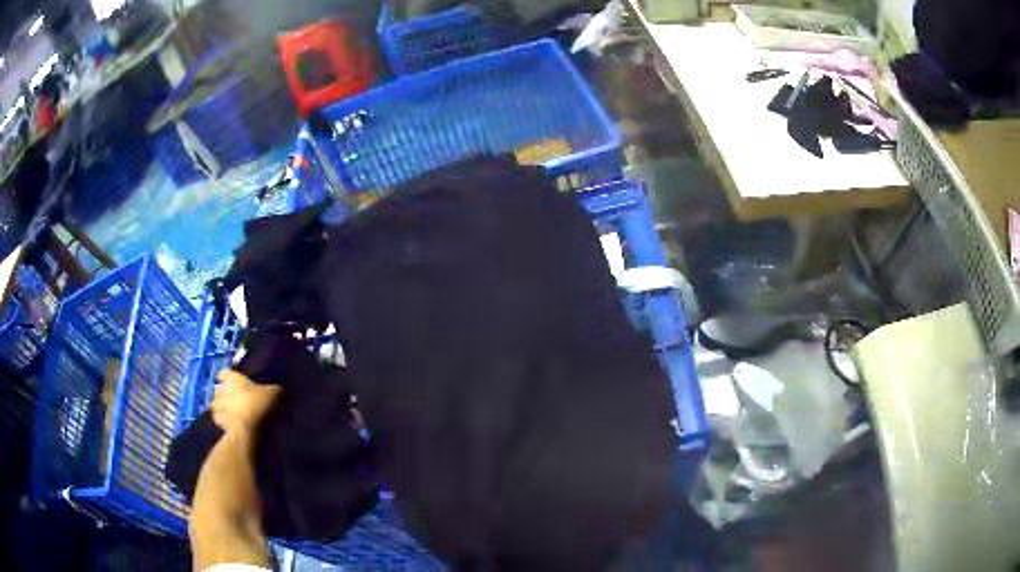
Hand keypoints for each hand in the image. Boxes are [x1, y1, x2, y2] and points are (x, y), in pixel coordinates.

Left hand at [211, 370, 281, 433]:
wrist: (248, 428)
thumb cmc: (258, 405)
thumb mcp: (272, 394)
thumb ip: (274, 390)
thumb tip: (280, 389)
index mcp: (232, 378)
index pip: (225, 373)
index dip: (229, 377)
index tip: (234, 382)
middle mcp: (222, 389)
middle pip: (218, 388)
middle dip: (223, 392)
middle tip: (232, 398)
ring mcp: (218, 407)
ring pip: (214, 404)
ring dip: (220, 407)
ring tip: (229, 412)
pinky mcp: (218, 422)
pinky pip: (218, 419)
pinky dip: (222, 421)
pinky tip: (229, 424)